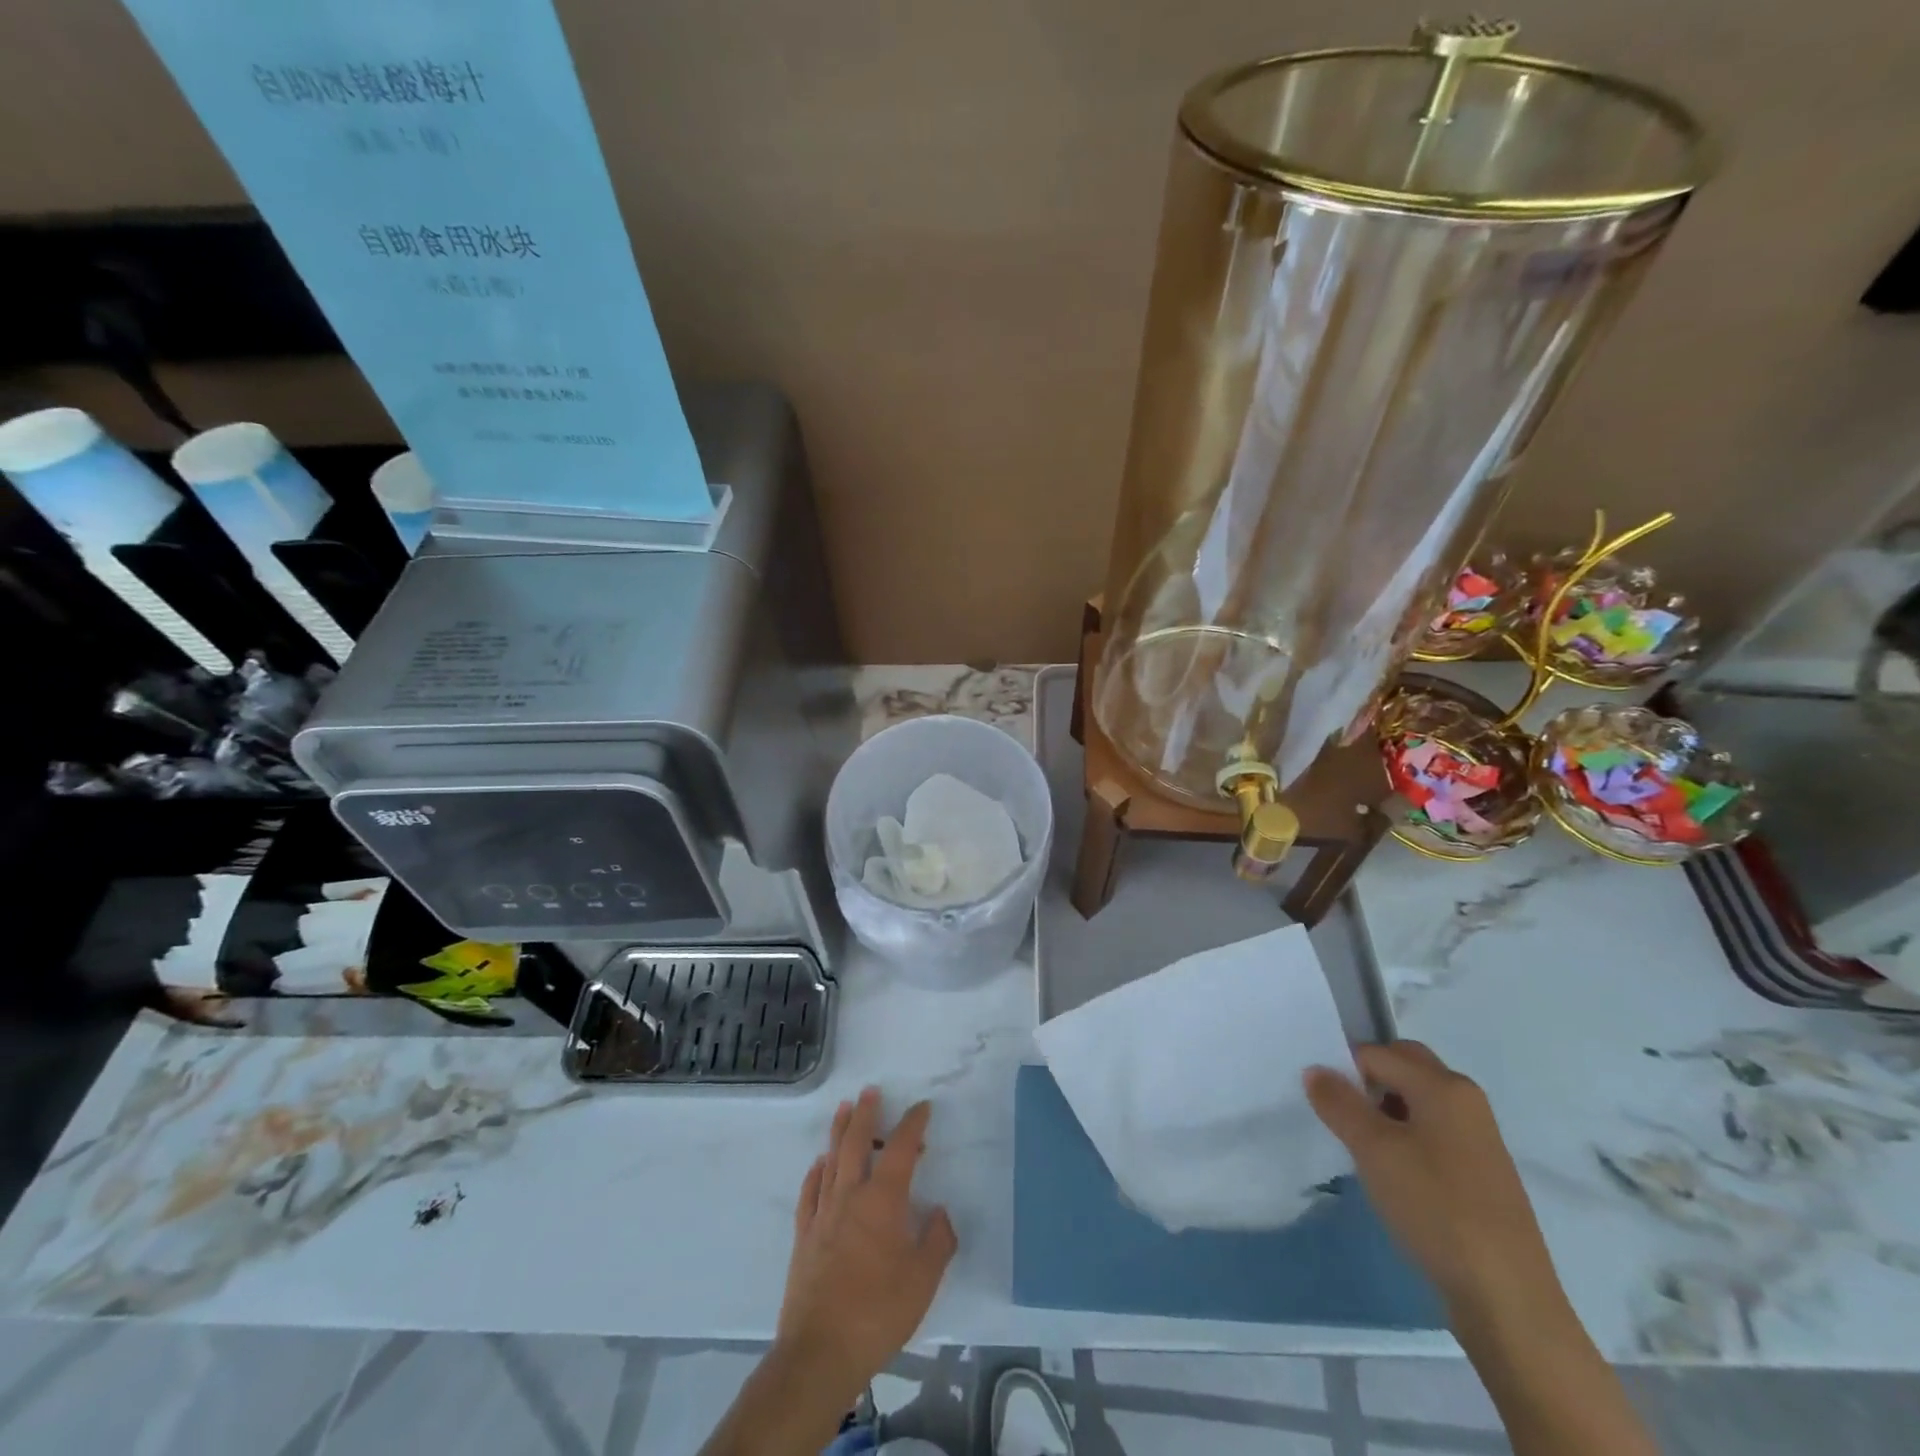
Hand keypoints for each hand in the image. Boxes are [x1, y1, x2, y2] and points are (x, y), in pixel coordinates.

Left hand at [775, 1087, 957, 1404]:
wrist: (820, 1352)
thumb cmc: (878, 1312)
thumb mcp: (923, 1280)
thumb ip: (938, 1241)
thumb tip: (940, 1212)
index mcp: (883, 1200)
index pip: (901, 1149)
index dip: (913, 1124)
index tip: (922, 1108)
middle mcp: (850, 1196)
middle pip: (857, 1142)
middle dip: (866, 1114)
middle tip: (871, 1090)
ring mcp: (823, 1214)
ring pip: (831, 1159)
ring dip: (839, 1131)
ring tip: (845, 1108)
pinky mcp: (804, 1236)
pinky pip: (809, 1192)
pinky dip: (816, 1172)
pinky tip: (819, 1164)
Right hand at [1304, 1041, 1563, 1322]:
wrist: (1507, 1298)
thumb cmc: (1435, 1207)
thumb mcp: (1373, 1149)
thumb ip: (1339, 1102)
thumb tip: (1316, 1070)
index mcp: (1444, 1085)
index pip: (1377, 1053)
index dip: (1343, 1069)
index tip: (1323, 1102)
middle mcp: (1466, 1100)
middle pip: (1404, 1067)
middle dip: (1368, 1081)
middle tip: (1340, 1113)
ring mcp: (1479, 1138)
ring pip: (1417, 1101)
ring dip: (1384, 1111)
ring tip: (1362, 1147)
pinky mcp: (1481, 1173)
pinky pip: (1432, 1132)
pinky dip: (1406, 1138)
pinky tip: (1393, 1174)